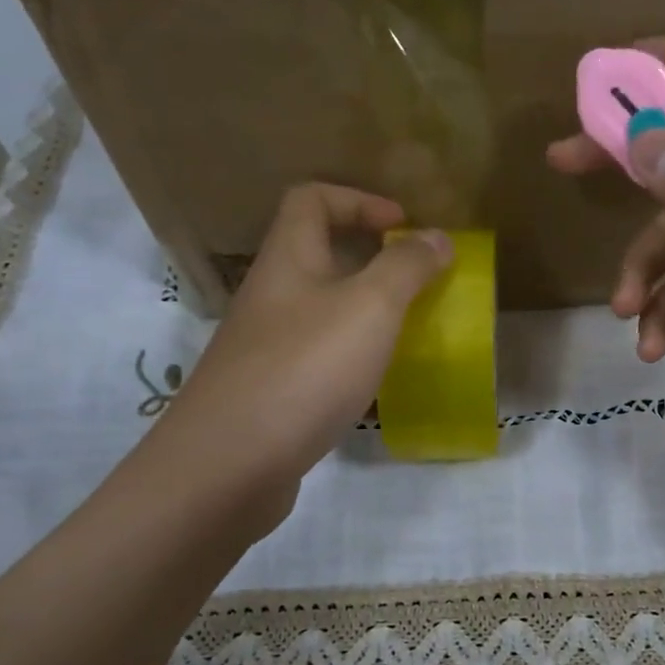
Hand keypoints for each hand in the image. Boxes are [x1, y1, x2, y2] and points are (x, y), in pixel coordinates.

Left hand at [162, 184, 450, 528]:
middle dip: (370, 258)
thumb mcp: (369, 309)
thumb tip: (436, 237)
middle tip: (416, 281)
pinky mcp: (269, 392)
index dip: (359, 200)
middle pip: (316, 253)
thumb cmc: (304, 370)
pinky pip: (317, 356)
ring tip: (406, 331)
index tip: (404, 227)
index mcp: (287, 260)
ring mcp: (265, 347)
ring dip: (363, 311)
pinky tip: (375, 383)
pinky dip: (350, 357)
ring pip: (319, 309)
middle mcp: (270, 296)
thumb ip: (406, 267)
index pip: (311, 199)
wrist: (229, 465)